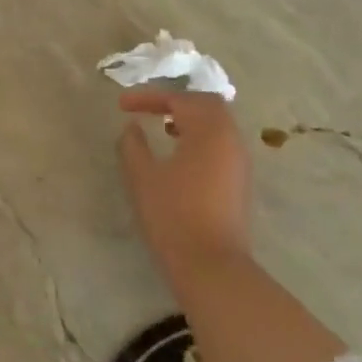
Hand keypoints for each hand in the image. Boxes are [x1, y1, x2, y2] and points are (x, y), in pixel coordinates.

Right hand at [116, 90, 252, 290]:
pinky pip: (221, 143)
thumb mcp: (142, 177)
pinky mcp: (239, 180)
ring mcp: (239, 161)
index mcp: (209, 132)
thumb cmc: (173, 215)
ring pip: (217, 124)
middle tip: (147, 109)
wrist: (210, 264)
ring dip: (189, 119)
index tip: (122, 105)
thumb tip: (132, 128)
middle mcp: (230, 139)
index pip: (180, 99)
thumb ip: (133, 146)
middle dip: (175, 101)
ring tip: (161, 128)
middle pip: (207, 104)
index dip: (149, 97)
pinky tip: (178, 153)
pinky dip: (199, 136)